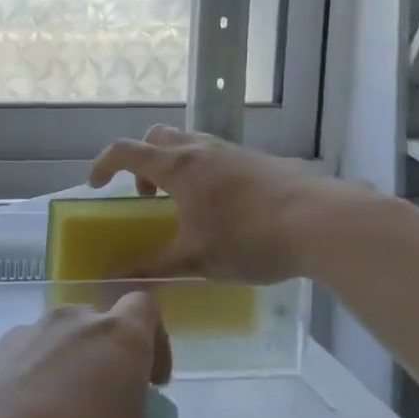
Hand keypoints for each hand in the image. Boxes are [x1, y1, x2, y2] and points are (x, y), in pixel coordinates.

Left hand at [0, 291, 210, 417]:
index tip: (154, 384)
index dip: (156, 339)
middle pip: (98, 322)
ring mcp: (23, 335)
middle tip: (111, 409)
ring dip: (69, 369)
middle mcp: (70, 324)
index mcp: (117, 340)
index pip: (144, 307)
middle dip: (110, 357)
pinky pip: (21, 359)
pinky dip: (30, 382)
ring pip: (57, 340)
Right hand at [87, 125, 380, 283]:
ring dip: (176, 164)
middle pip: (157, 137)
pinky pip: (219, 155)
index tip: (96, 185)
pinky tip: (226, 208)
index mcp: (177, 166)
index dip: (103, 164)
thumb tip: (111, 280)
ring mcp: (233, 150)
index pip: (124, 151)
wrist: (322, 222)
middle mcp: (201, 149)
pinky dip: (206, 171)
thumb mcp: (195, 261)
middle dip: (142, 161)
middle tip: (147, 195)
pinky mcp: (260, 159)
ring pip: (190, 142)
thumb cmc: (249, 238)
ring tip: (187, 203)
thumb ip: (151, 269)